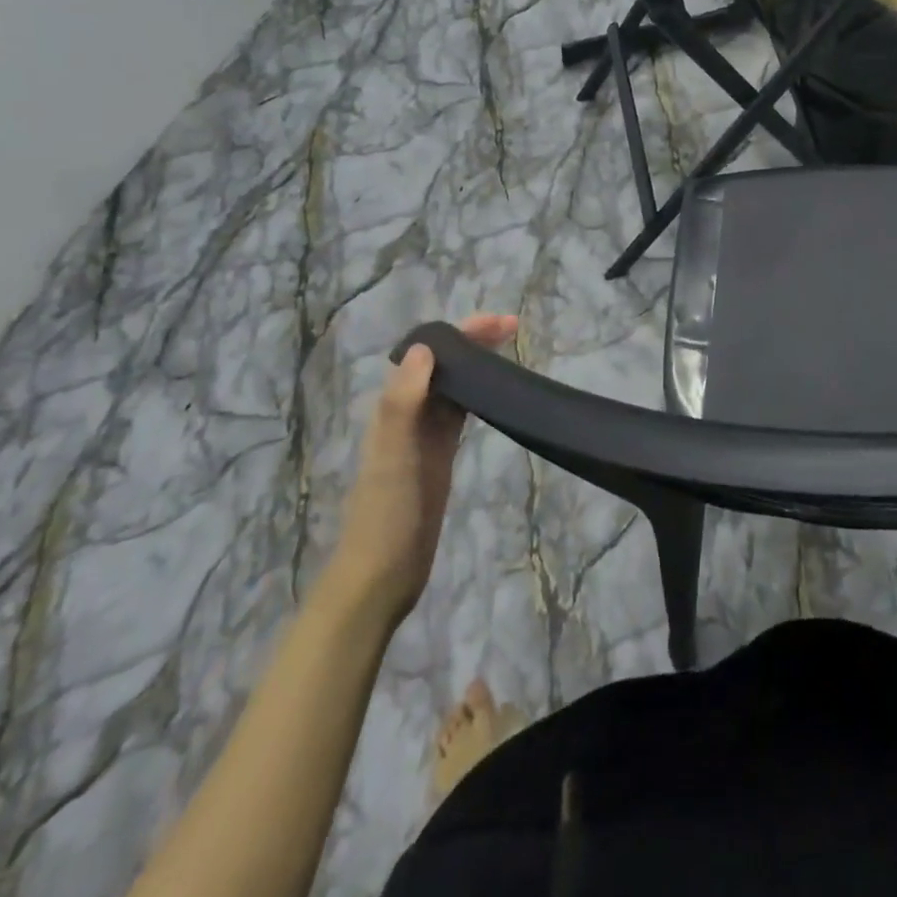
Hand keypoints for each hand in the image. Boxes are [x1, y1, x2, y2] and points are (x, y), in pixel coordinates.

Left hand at [326, 314, 517, 624]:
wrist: (383, 573)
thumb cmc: (386, 513)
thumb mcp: (393, 456)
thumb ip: (403, 402)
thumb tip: (425, 347)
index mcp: (394, 407)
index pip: (427, 353)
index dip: (460, 332)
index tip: (497, 323)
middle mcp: (408, 413)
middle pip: (443, 363)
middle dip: (473, 340)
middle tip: (514, 327)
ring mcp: (425, 435)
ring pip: (454, 384)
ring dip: (477, 362)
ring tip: (510, 348)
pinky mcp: (440, 455)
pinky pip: (460, 412)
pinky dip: (478, 394)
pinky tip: (497, 391)